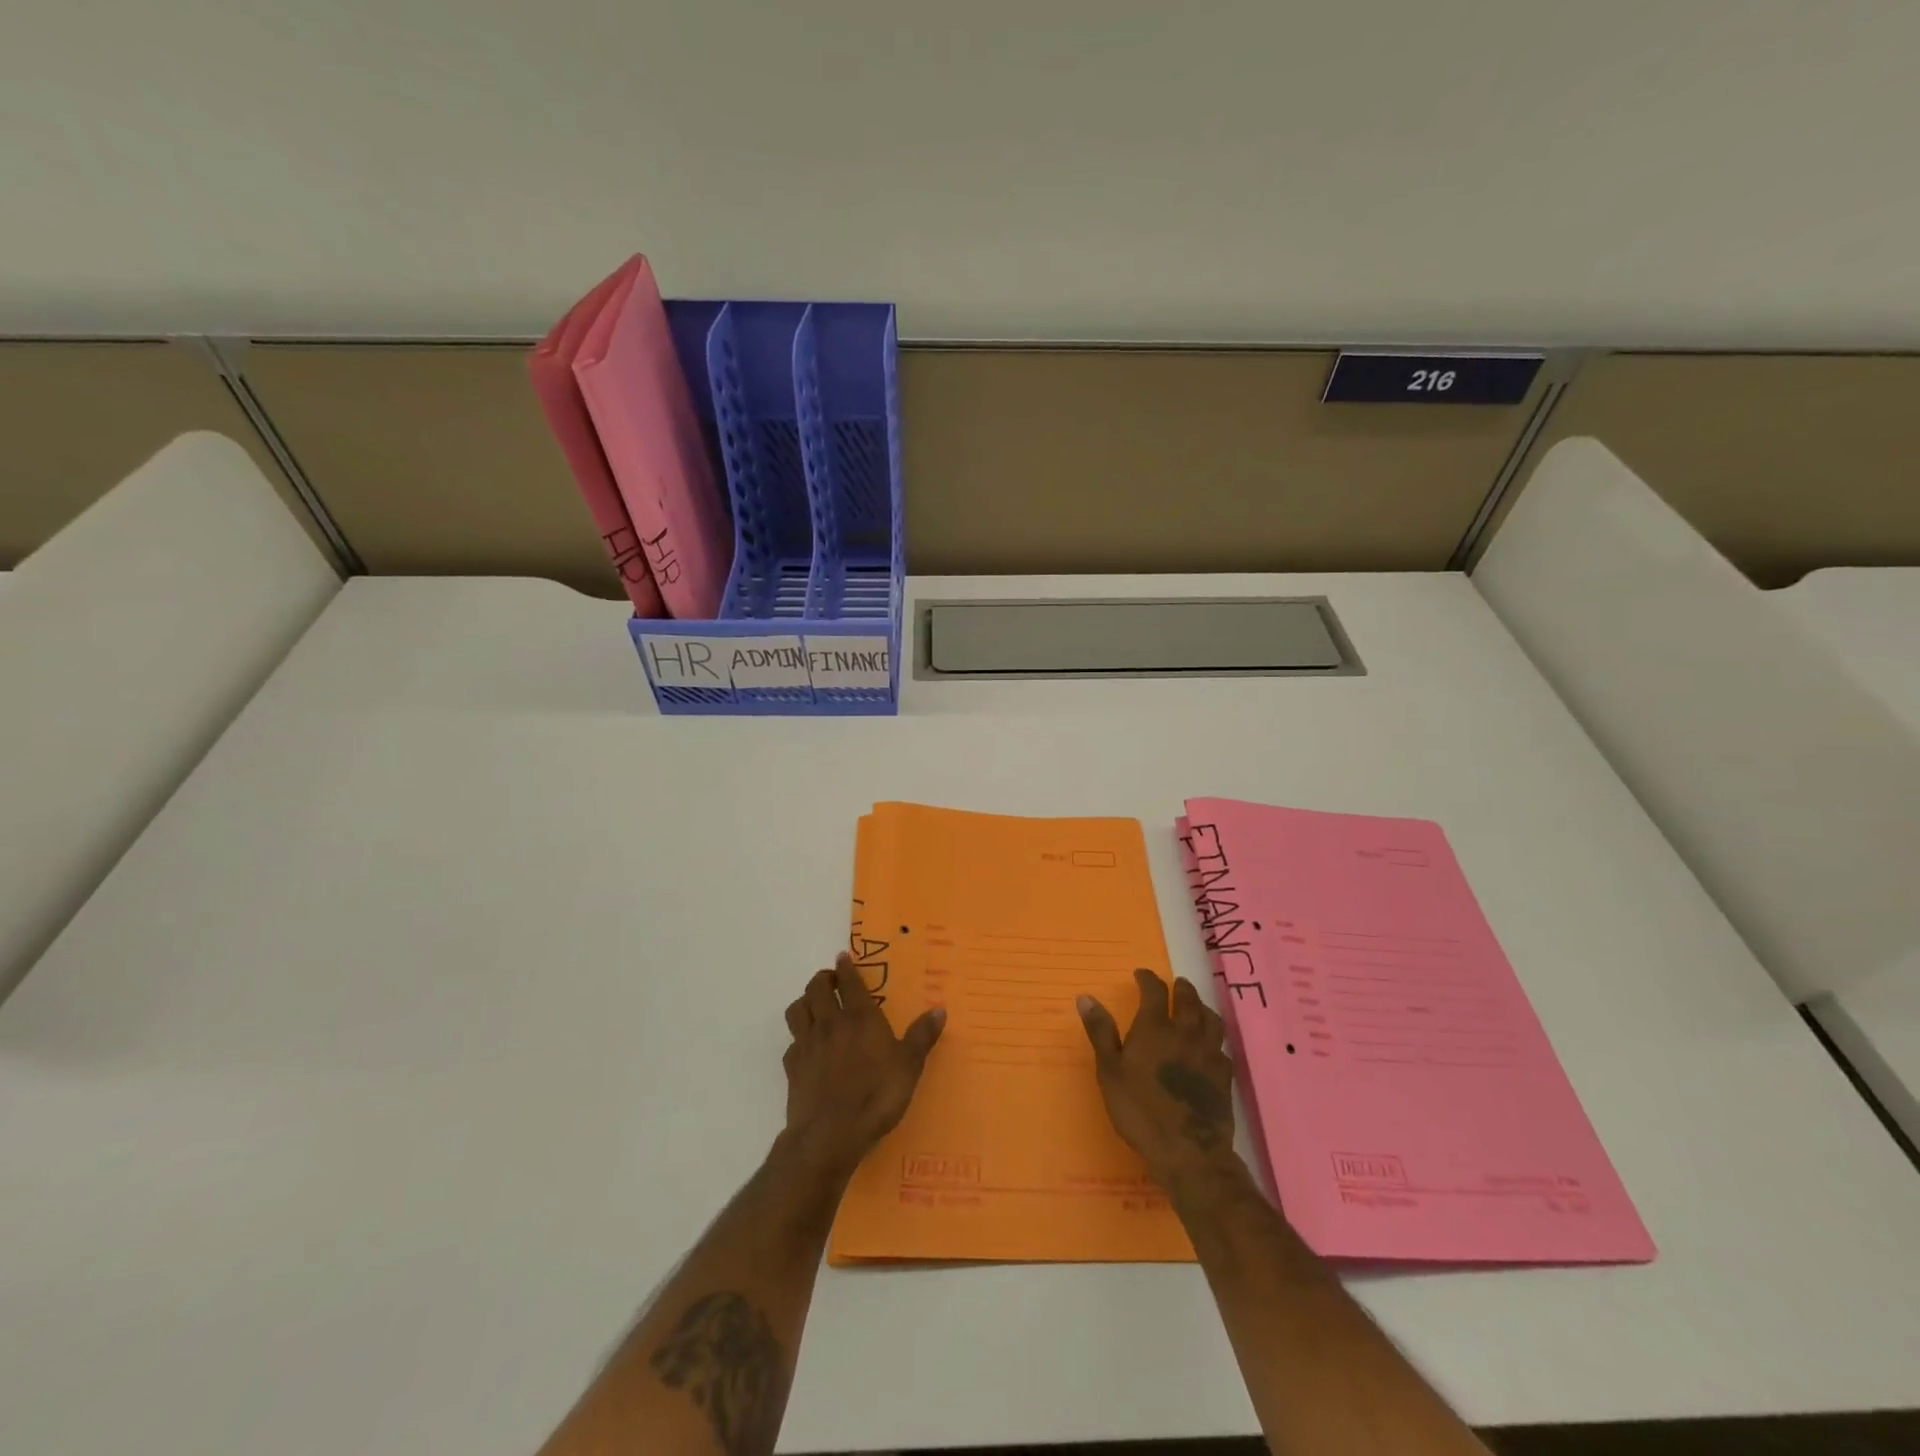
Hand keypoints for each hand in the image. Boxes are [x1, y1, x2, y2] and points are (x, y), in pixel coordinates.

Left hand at [780, 953, 945, 1180]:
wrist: (829, 1135)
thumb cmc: (875, 1097)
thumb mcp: (909, 1067)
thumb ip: (922, 1037)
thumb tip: (939, 1009)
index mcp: (860, 1017)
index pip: (849, 981)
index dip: (846, 967)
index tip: (843, 958)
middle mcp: (830, 1023)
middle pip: (816, 988)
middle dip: (823, 979)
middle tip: (832, 980)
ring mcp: (807, 1044)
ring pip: (797, 1009)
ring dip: (805, 1002)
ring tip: (815, 1006)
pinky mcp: (792, 1067)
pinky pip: (792, 1042)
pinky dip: (799, 1038)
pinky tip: (807, 1047)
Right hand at [1078, 968, 1238, 1187]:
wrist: (1187, 1152)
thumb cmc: (1140, 1110)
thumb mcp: (1109, 1071)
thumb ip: (1100, 1032)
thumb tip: (1086, 997)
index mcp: (1155, 1027)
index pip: (1154, 990)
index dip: (1147, 979)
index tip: (1141, 975)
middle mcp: (1186, 1032)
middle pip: (1188, 999)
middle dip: (1180, 988)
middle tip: (1175, 984)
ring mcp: (1209, 1053)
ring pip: (1211, 1019)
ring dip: (1202, 1008)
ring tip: (1196, 1008)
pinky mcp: (1224, 1076)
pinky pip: (1222, 1048)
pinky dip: (1214, 1041)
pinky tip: (1209, 1049)